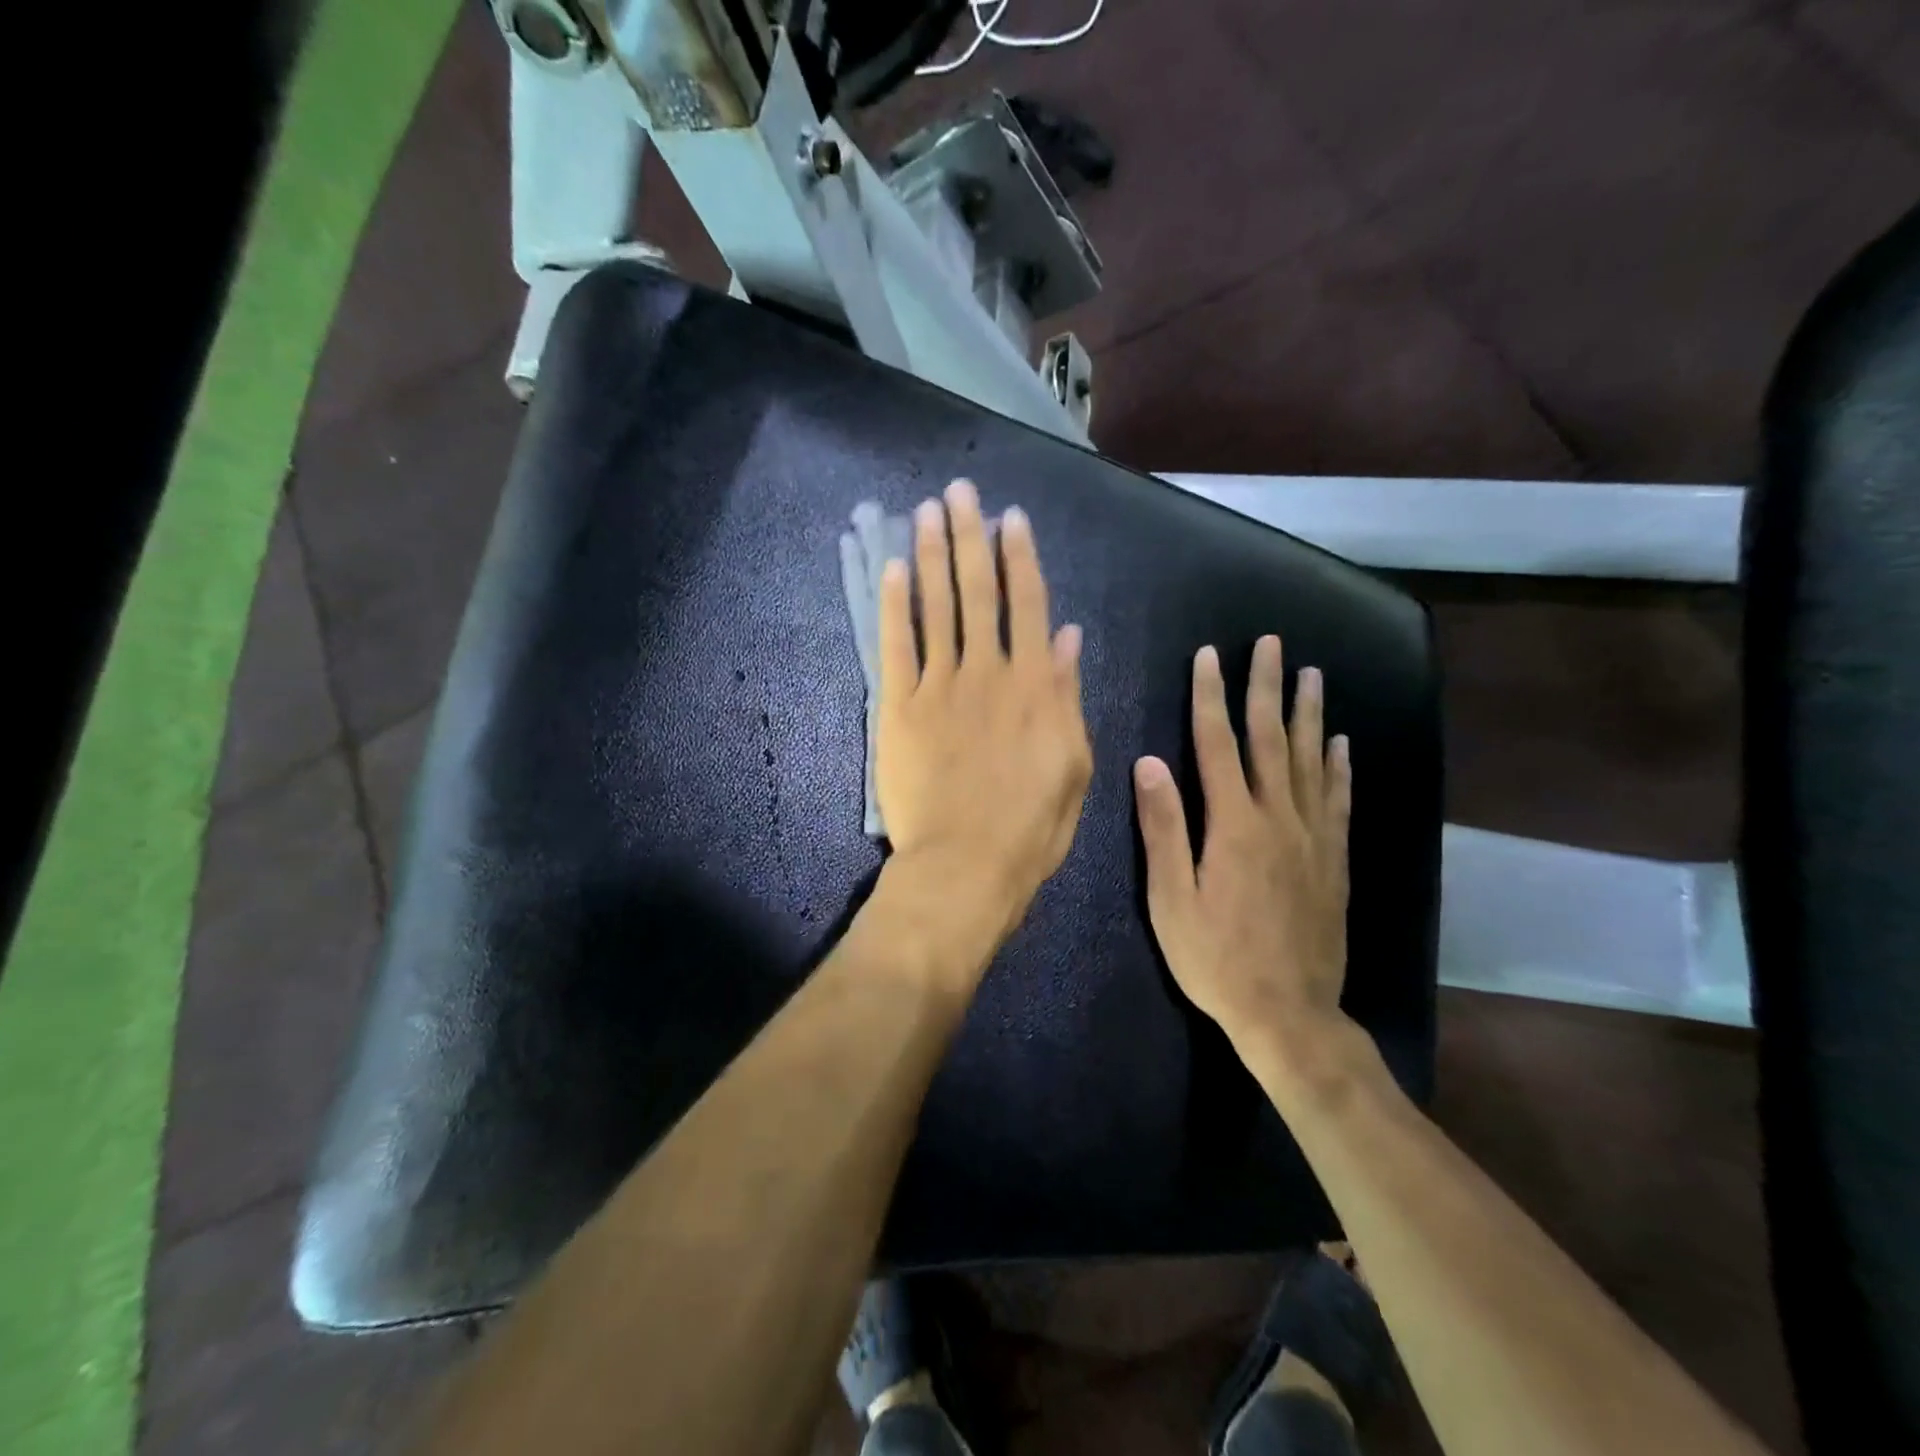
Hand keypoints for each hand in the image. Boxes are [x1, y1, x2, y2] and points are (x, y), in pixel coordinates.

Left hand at [875, 479, 1092, 955]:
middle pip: (977, 591)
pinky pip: (895, 646)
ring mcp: (939, 686)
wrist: (967, 864)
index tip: (1012, 518)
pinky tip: (891, 570)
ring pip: (936, 607)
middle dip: (969, 536)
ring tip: (925, 511)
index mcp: (1035, 684)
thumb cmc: (1032, 825)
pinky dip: (894, 606)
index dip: (1020, 557)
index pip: (1028, 604)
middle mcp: (987, 671)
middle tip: (960, 492)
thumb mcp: (1074, 763)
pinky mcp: (899, 708)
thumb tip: (1069, 637)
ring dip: (930, 555)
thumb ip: (1068, 695)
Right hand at [1133, 636, 1352, 1058]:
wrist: (1289, 1013)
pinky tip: (1340, 742)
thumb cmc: (1215, 958)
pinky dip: (1338, 766)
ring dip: (1308, 714)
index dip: (1211, 697)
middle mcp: (1278, 819)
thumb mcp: (1170, 898)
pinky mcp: (1334, 860)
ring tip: (1311, 674)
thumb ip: (1163, 828)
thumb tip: (1148, 763)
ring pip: (1310, 761)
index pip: (1218, 745)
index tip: (1209, 656)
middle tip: (1270, 644)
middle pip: (1271, 739)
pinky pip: (1338, 800)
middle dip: (1266, 688)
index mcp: (1233, 825)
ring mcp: (1312, 838)